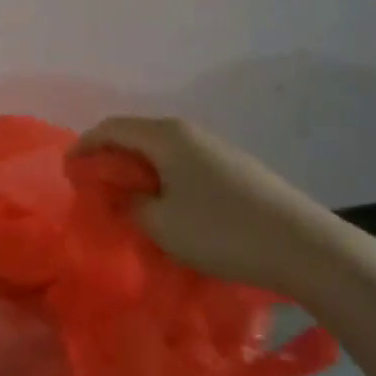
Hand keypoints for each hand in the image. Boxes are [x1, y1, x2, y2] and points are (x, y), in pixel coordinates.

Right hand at [75, 116, 371, 298]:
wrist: (306, 247)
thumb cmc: (222, 232)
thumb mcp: (160, 224)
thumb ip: (128, 204)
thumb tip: (119, 194)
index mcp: (165, 136)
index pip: (110, 128)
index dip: (84, 147)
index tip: (68, 173)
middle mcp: (189, 132)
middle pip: (135, 134)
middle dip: (109, 157)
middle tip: (94, 186)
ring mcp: (216, 148)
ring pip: (161, 150)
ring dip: (137, 169)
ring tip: (127, 199)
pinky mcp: (235, 168)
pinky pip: (183, 163)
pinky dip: (162, 177)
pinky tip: (167, 205)